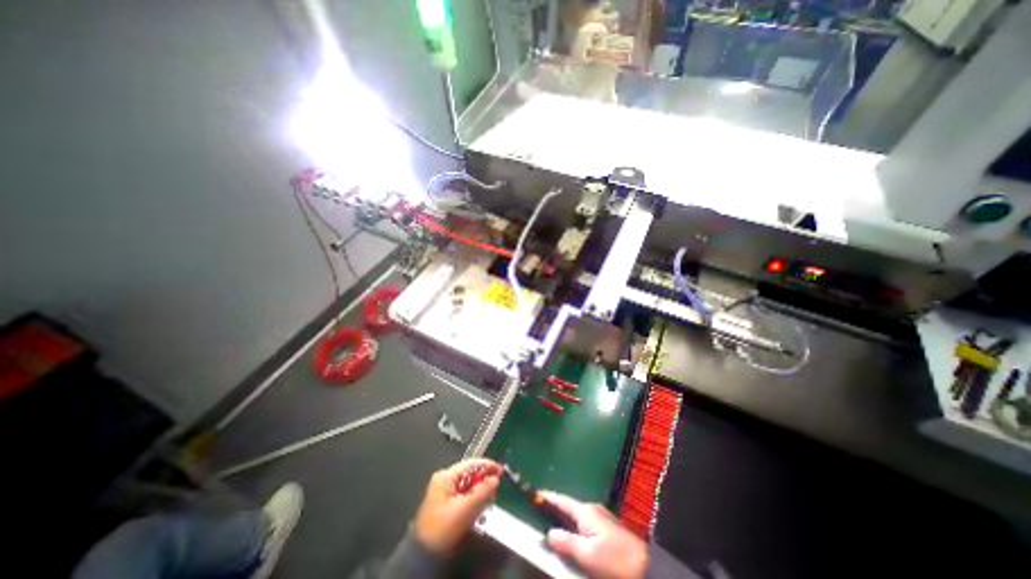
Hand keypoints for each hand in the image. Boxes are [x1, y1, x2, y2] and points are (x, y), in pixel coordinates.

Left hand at [414, 460, 504, 552]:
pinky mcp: (446, 504)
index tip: (501, 470)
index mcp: (446, 477)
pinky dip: (474, 500)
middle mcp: (444, 480)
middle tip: (496, 488)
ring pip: (469, 486)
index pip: (471, 464)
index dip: (487, 465)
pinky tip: (480, 508)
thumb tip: (495, 479)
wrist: (424, 556)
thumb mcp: (465, 508)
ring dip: (480, 492)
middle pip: (470, 474)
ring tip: (489, 499)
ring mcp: (444, 492)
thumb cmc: (442, 529)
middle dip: (484, 481)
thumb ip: (482, 491)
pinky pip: (465, 496)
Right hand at [543, 492, 646, 578]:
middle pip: (568, 507)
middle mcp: (592, 509)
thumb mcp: (588, 555)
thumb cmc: (614, 560)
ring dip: (564, 519)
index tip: (534, 495)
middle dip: (554, 509)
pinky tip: (572, 537)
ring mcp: (601, 517)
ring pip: (576, 516)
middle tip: (539, 514)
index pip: (561, 500)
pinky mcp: (607, 528)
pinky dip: (574, 527)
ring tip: (552, 526)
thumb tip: (550, 532)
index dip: (547, 498)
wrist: (646, 568)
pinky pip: (584, 523)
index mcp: (585, 511)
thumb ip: (567, 542)